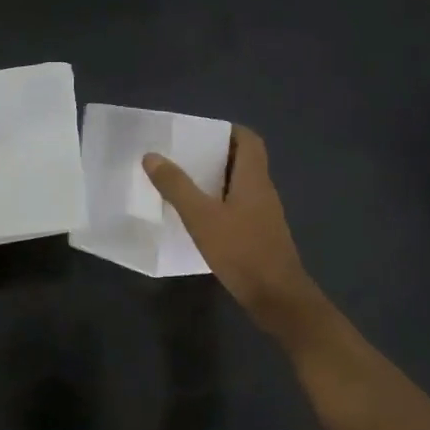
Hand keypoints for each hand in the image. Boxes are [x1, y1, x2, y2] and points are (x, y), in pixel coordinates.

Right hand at [142, 125, 323, 333]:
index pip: (248, 140)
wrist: (277, 298)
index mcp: (254, 178)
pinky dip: (220, 205)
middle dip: (215, 155)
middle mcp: (263, 191)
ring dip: (216, 181)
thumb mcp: (202, 217)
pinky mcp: (260, 236)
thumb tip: (152, 156)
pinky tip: (199, 218)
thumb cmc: (241, 250)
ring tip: (184, 183)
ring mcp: (264, 215)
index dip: (227, 131)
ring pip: (241, 186)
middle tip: (183, 157)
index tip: (199, 133)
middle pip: (244, 161)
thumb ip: (177, 186)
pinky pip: (239, 208)